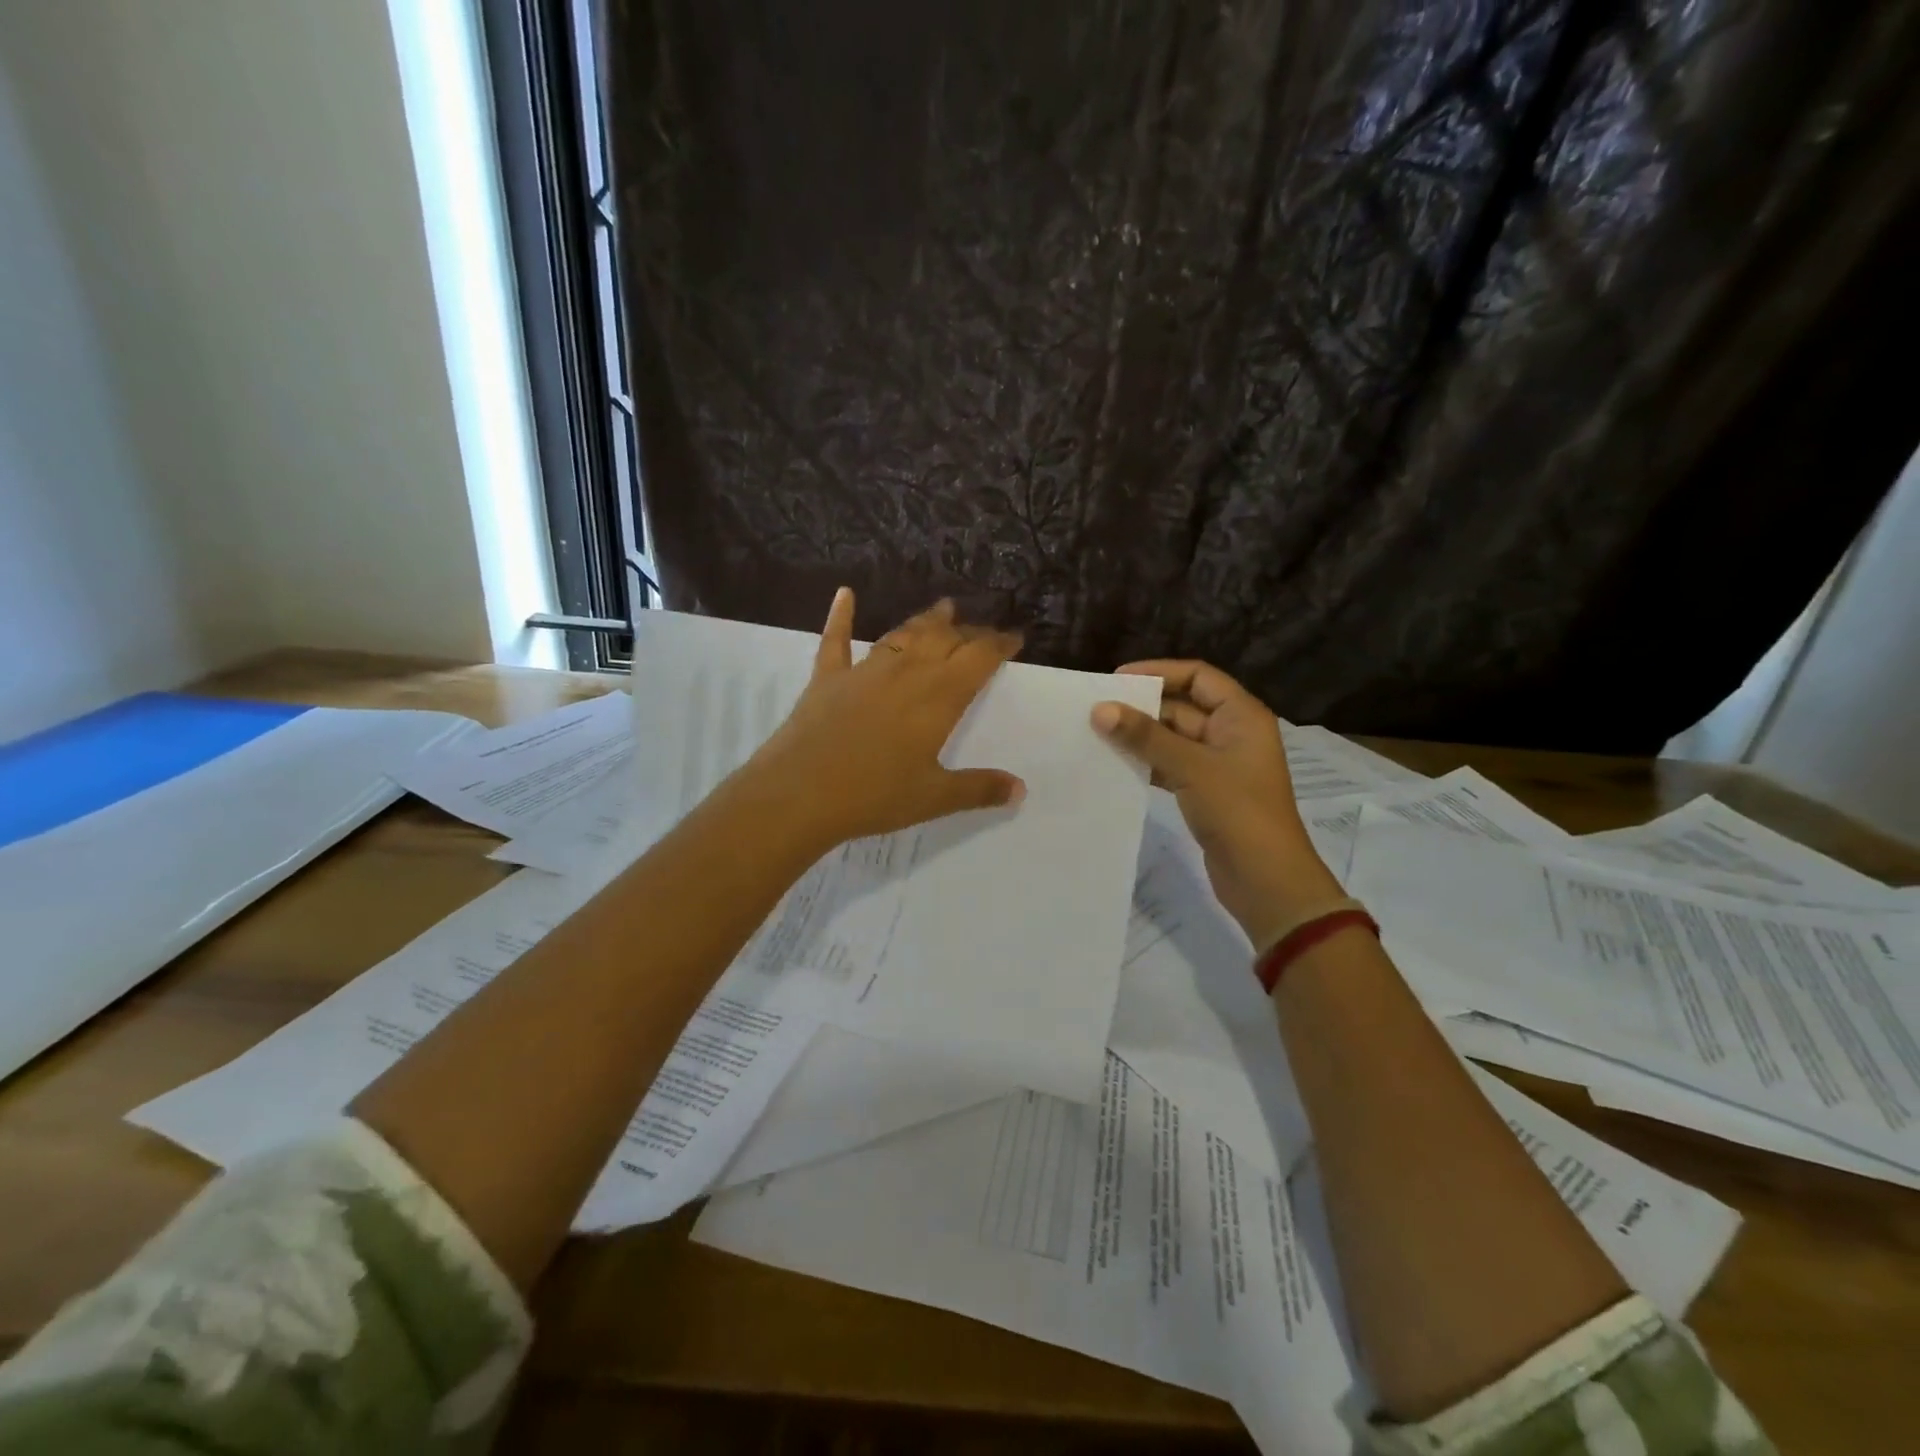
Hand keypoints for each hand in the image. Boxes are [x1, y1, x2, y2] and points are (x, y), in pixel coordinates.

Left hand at [742, 589, 1025, 848]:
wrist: (800, 794)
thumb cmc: (874, 796)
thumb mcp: (934, 798)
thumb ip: (978, 789)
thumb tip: (1020, 789)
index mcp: (938, 698)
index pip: (978, 659)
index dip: (998, 644)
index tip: (1014, 637)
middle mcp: (906, 673)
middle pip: (944, 640)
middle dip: (968, 631)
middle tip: (981, 630)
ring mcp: (864, 671)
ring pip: (902, 635)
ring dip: (926, 621)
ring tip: (943, 607)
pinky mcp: (827, 678)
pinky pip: (836, 640)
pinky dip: (841, 616)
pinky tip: (845, 595)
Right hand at [1093, 660, 1341, 949]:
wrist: (1265, 879)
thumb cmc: (1237, 811)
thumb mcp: (1190, 766)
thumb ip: (1145, 736)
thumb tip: (1100, 709)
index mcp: (1241, 716)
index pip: (1198, 676)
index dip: (1159, 672)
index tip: (1117, 680)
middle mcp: (1232, 733)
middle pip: (1183, 706)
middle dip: (1143, 707)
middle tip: (1096, 710)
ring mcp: (1219, 765)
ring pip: (1173, 739)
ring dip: (1141, 737)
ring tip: (1097, 736)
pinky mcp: (1206, 792)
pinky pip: (1171, 766)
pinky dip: (1147, 763)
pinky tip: (1116, 766)